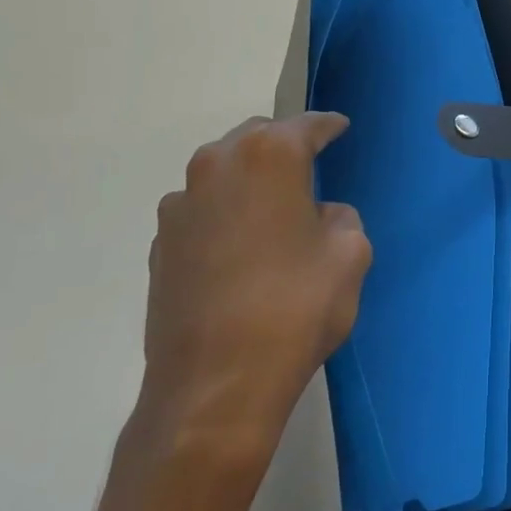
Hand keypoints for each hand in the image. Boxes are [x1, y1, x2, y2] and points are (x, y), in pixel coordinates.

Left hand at [141, 112, 370, 460]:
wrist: (215, 385)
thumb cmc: (295, 308)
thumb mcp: (350, 254)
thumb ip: (340, 218)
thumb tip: (318, 216)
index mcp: (269, 156)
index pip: (307, 125)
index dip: (328, 126)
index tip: (340, 128)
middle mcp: (216, 165)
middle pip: (256, 137)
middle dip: (284, 145)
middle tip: (308, 167)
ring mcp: (180, 206)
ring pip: (222, 171)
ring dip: (248, 179)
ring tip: (271, 210)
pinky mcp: (160, 245)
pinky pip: (201, 211)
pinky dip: (223, 214)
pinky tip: (239, 249)